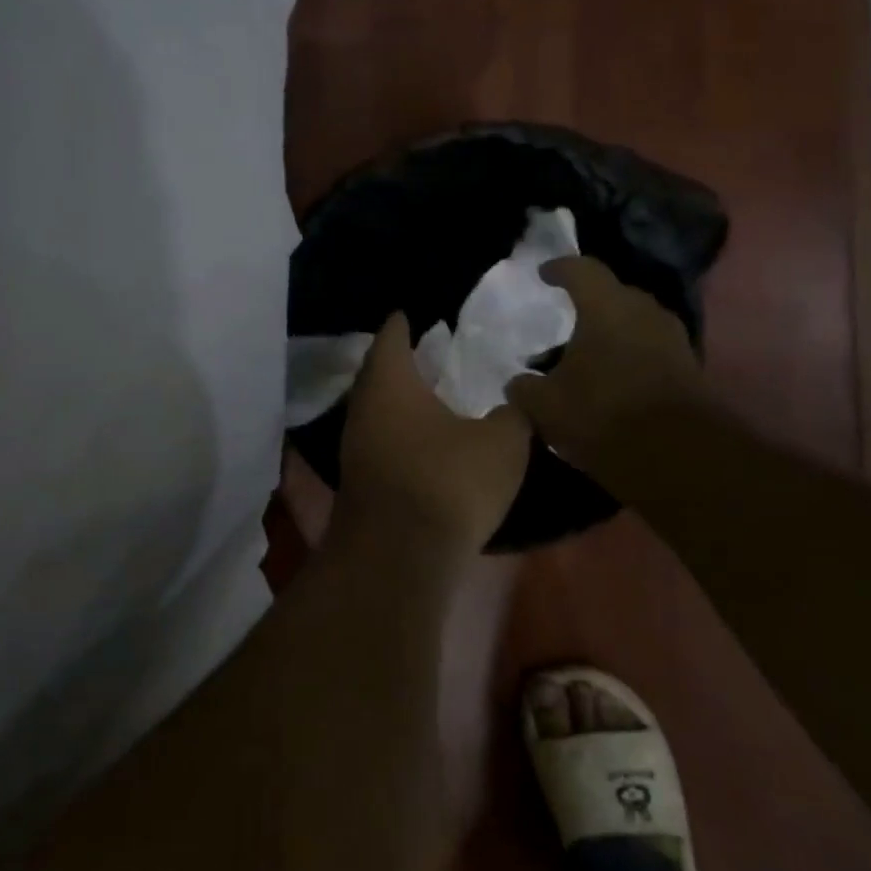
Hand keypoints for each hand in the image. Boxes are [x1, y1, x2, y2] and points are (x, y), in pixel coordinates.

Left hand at [336, 314, 531, 561]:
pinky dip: (401, 434)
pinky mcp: (359, 483)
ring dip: (401, 402)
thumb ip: (513, 414)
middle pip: (379, 373)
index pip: (392, 336)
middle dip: (401, 362)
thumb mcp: (502, 443)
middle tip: (430, 352)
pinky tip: (426, 443)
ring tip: (433, 395)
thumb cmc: (448, 481)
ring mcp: (355, 448)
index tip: (412, 313)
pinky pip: (381, 442)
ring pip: (377, 411)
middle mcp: (363, 408)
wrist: (399, 558)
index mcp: (390, 382)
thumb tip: (515, 402)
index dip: (403, 323)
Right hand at [505, 257, 705, 482]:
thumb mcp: (546, 406)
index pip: (581, 270)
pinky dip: (631, 356)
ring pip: (635, 323)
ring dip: (612, 333)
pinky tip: (613, 379)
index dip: (560, 268)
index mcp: (606, 306)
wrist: (679, 457)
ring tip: (588, 354)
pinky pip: (651, 349)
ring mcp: (672, 339)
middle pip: (613, 294)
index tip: (544, 274)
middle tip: (567, 318)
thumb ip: (525, 388)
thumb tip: (518, 383)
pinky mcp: (689, 368)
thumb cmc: (603, 414)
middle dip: (590, 303)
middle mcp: (644, 311)